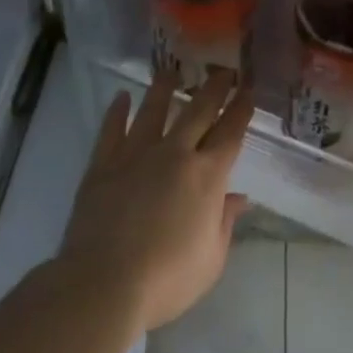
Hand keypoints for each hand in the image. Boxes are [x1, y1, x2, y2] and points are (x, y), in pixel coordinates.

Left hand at [58, 67, 252, 337]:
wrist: (104, 283)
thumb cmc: (167, 279)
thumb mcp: (211, 259)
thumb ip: (225, 223)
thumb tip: (239, 198)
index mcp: (206, 177)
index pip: (230, 134)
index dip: (241, 110)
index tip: (248, 90)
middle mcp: (174, 155)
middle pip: (197, 112)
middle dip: (213, 89)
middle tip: (223, 70)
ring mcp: (136, 156)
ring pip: (153, 111)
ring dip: (164, 89)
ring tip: (171, 70)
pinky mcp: (103, 165)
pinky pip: (112, 130)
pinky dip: (117, 112)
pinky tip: (122, 97)